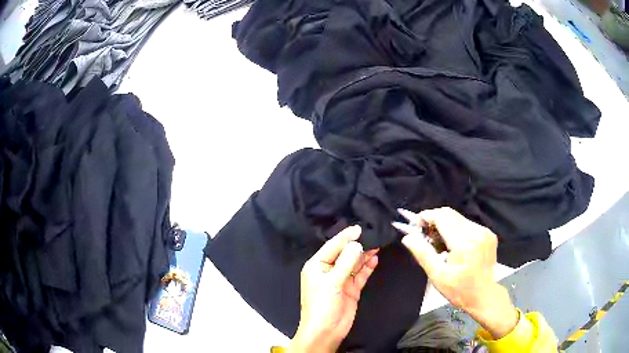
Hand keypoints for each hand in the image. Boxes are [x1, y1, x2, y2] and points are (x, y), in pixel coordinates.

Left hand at [289, 225, 378, 351]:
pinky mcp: (351, 289)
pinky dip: (367, 267)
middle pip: (344, 254)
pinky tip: (375, 259)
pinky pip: (360, 275)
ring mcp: (341, 280)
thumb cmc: (322, 305)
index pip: (332, 246)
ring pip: (354, 263)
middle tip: (373, 235)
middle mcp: (328, 270)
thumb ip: (345, 262)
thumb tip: (357, 244)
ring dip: (364, 255)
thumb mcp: (332, 282)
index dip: (346, 237)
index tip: (360, 228)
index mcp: (317, 265)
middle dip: (357, 245)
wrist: (326, 331)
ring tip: (377, 244)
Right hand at [393, 207, 518, 338]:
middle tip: (424, 237)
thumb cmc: (459, 290)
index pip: (442, 216)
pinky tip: (453, 245)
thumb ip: (423, 254)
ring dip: (445, 226)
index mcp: (464, 242)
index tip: (415, 225)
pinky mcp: (489, 234)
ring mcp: (484, 231)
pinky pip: (467, 224)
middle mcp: (476, 231)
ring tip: (439, 244)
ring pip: (458, 218)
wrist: (484, 295)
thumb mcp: (437, 276)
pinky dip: (456, 230)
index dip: (426, 216)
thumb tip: (408, 237)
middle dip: (434, 221)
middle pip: (450, 214)